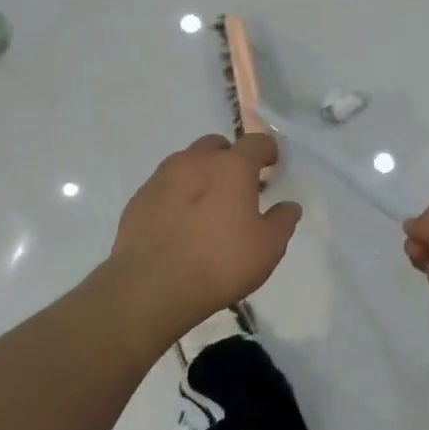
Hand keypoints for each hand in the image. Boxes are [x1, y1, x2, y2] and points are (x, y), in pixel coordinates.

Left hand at [108, 133, 301, 337]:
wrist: (151, 287)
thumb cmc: (219, 263)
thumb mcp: (267, 248)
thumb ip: (282, 221)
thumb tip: (289, 206)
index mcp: (232, 166)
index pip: (256, 142)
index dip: (267, 150)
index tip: (271, 165)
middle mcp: (196, 161)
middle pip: (217, 146)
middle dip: (230, 158)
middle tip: (237, 186)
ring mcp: (162, 177)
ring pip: (187, 162)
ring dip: (201, 174)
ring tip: (206, 205)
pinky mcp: (139, 198)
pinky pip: (165, 186)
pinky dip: (177, 194)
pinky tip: (180, 222)